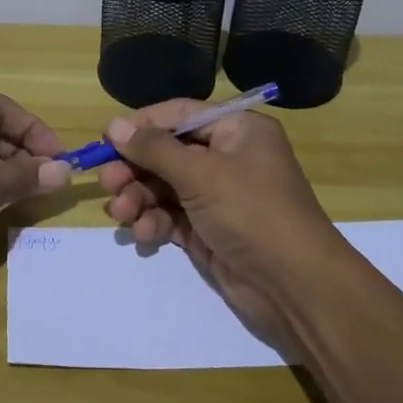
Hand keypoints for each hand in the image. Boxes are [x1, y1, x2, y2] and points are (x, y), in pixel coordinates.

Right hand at [95, 101, 345, 345]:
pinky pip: (172, 216)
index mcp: (237, 130)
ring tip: (121, 214)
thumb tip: (113, 124)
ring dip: (140, 198)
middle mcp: (229, 157)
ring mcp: (219, 196)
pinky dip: (155, 222)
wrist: (295, 287)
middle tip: (106, 182)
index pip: (180, 115)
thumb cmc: (252, 212)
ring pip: (165, 186)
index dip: (142, 125)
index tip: (106, 138)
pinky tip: (144, 234)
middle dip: (135, 168)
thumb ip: (154, 148)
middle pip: (168, 152)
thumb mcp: (200, 174)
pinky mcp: (210, 229)